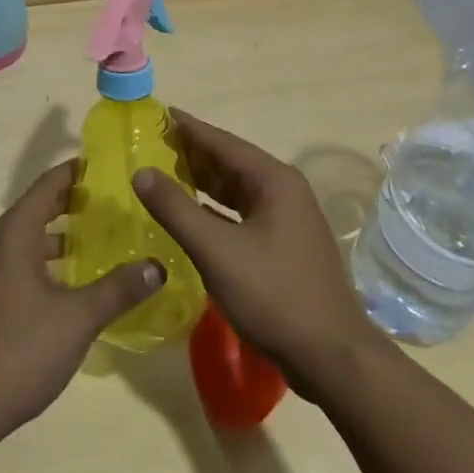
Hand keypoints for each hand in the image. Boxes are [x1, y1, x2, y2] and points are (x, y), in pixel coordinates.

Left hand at [0, 159, 163, 455]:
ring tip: (99, 240)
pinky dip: (46, 262)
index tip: (105, 164)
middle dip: (71, 204)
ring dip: (59, 236)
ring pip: (27, 241)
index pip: (46, 187)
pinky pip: (18, 265)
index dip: (74, 172)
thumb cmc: (19, 351)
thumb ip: (118, 289)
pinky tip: (71, 286)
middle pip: (36, 210)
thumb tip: (158, 266)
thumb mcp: (77, 319)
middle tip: (112, 202)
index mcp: (13, 235)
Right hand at [133, 111, 378, 399]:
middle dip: (192, 153)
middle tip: (152, 143)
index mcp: (274, 181)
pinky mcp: (283, 246)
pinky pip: (241, 214)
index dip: (188, 128)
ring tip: (164, 172)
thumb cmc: (274, 296)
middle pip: (230, 162)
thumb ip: (176, 209)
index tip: (158, 113)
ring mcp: (287, 220)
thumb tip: (141, 172)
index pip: (222, 142)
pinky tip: (190, 215)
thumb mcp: (216, 250)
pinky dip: (214, 209)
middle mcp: (284, 191)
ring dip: (202, 181)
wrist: (332, 359)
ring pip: (236, 190)